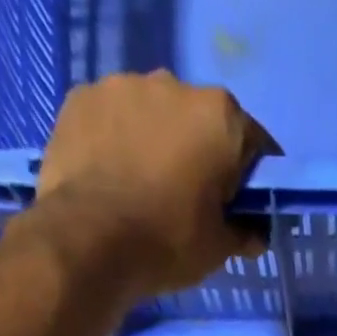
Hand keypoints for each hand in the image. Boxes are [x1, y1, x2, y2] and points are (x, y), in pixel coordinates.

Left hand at [23, 72, 278, 299]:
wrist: (88, 241)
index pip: (254, 145)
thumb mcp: (219, 250)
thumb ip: (243, 233)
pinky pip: (113, 121)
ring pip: (154, 117)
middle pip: (200, 123)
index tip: (245, 207)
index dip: (253, 180)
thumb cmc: (169, 242)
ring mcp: (123, 86)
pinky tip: (114, 182)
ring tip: (146, 192)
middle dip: (202, 155)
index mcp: (220, 117)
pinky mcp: (82, 99)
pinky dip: (119, 144)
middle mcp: (174, 86)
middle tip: (193, 202)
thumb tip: (254, 233)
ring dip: (157, 145)